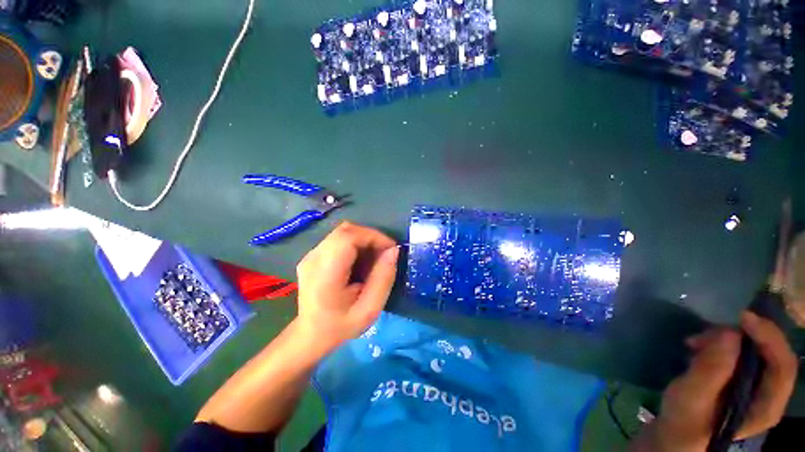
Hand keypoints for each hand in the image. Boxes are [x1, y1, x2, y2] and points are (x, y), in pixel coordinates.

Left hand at [295, 222, 398, 352]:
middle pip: (346, 230)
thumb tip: (393, 250)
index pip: (348, 237)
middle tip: (384, 254)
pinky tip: (360, 262)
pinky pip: (338, 239)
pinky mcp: (313, 255)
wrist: (311, 335)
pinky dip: (355, 244)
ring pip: (343, 232)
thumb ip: (383, 278)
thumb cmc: (341, 326)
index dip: (373, 236)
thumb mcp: (370, 309)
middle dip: (371, 237)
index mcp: (325, 273)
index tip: (390, 249)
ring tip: (373, 259)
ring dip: (364, 240)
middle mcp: (314, 258)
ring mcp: (310, 254)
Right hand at [638, 312, 797, 451]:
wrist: (674, 431)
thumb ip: (711, 370)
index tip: (742, 319)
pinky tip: (697, 344)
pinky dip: (718, 341)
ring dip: (726, 338)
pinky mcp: (738, 376)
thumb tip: (729, 333)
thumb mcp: (691, 397)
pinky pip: (738, 350)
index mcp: (766, 406)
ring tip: (695, 341)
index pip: (783, 367)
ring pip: (753, 348)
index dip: (769, 338)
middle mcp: (767, 392)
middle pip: (771, 353)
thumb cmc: (683, 420)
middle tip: (709, 331)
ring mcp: (753, 384)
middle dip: (743, 336)